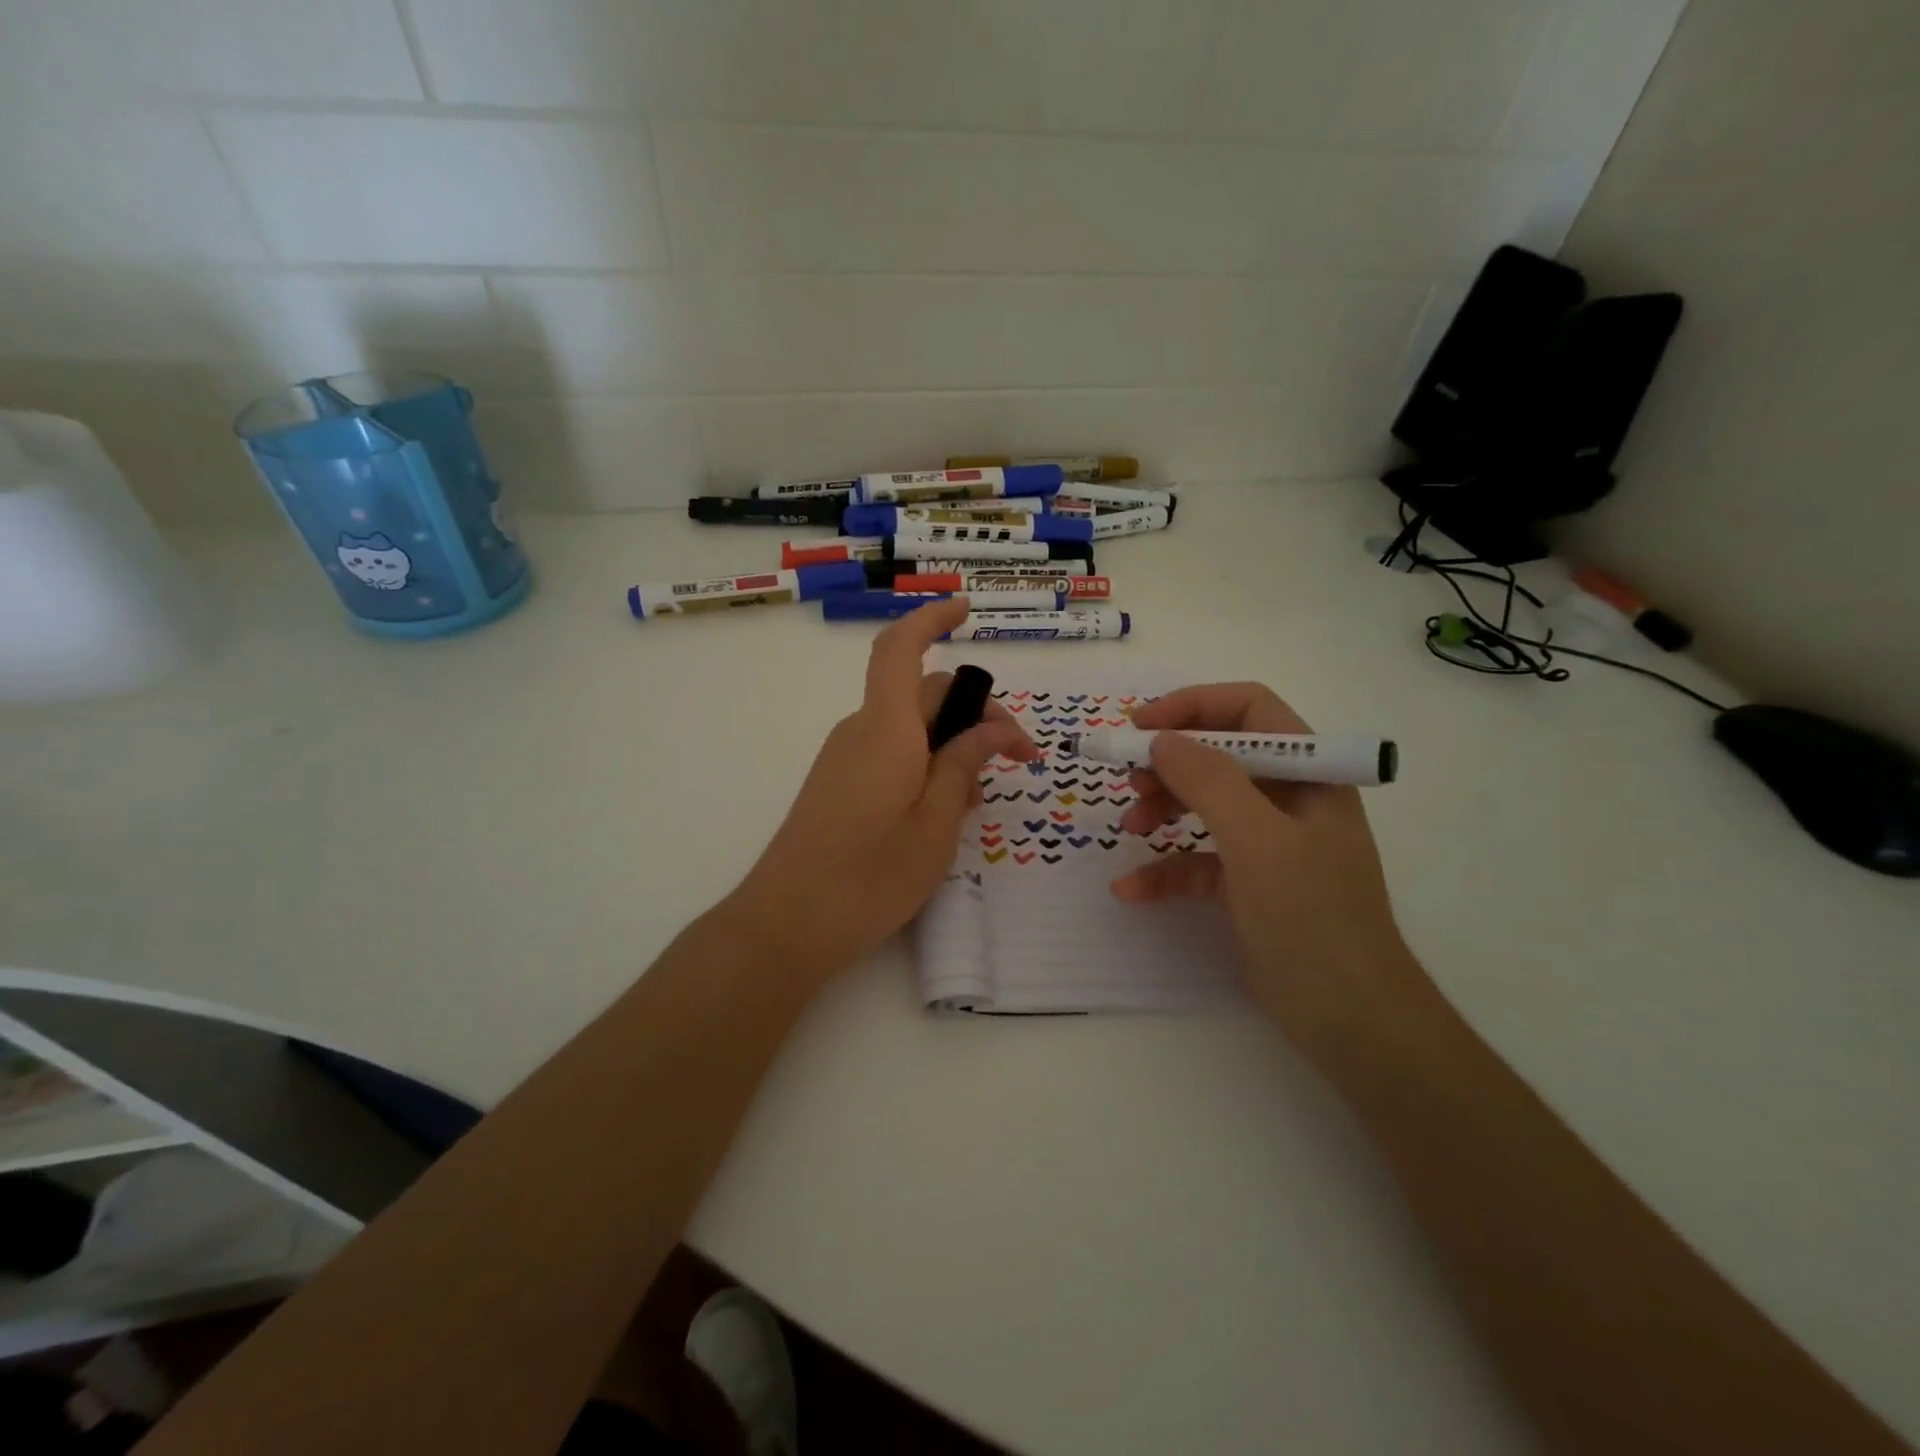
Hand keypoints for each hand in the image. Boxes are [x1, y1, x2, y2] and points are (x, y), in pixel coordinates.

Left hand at [730, 597, 1037, 981]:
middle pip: (923, 693)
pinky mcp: (839, 783)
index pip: (901, 649)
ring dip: (953, 743)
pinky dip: (927, 763)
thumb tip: (992, 730)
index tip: (968, 611)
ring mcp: (846, 757)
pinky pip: (892, 752)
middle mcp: (862, 731)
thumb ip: (963, 768)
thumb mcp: (935, 826)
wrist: (786, 925)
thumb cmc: (868, 877)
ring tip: (981, 798)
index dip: (932, 619)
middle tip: (1018, 758)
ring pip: (911, 726)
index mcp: (886, 729)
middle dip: (976, 712)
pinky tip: (945, 810)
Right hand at [1111, 683, 1433, 1064]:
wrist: (1352, 1022)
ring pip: (1204, 804)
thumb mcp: (1258, 842)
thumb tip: (1160, 739)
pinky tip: (1131, 889)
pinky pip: (1198, 860)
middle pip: (1219, 754)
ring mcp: (1269, 843)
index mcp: (1308, 773)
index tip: (1138, 725)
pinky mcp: (1249, 885)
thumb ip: (1209, 781)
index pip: (1249, 709)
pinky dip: (1165, 869)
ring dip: (1161, 809)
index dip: (1192, 706)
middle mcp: (1290, 798)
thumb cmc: (1312, 919)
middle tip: (1128, 778)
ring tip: (1128, 828)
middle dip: (1169, 762)